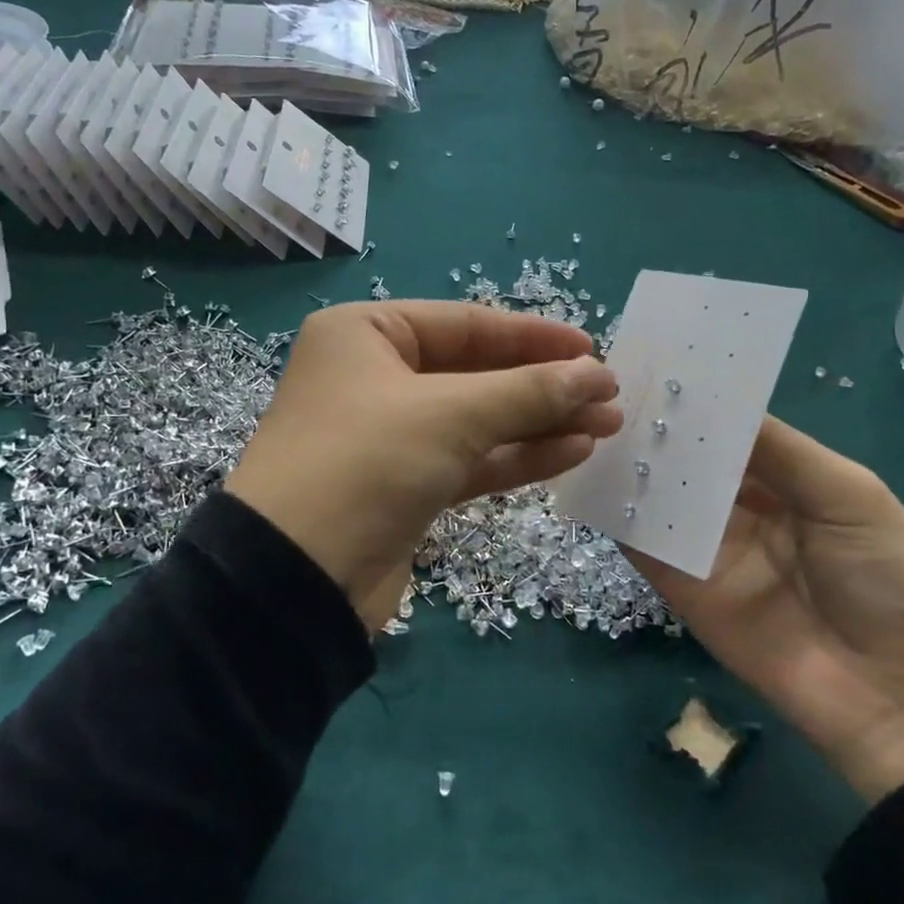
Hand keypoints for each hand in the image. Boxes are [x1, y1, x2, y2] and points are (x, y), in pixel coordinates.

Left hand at [226, 303, 621, 631]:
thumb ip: (528, 392)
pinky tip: (572, 453)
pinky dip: (517, 456)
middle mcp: (374, 376)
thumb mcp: (451, 416)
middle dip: (544, 385)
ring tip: (606, 424)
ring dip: (540, 422)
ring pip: (478, 419)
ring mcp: (389, 434)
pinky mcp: (404, 485)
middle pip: (476, 371)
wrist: (294, 579)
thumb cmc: (365, 463)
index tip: (593, 351)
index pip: (465, 323)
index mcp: (365, 335)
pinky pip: (469, 459)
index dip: (533, 337)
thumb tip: (596, 375)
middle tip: (609, 395)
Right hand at [626, 418, 903, 801]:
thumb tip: (717, 401)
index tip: (659, 362)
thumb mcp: (849, 496)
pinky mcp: (681, 585)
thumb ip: (781, 450)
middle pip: (690, 459)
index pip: (731, 430)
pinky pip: (644, 543)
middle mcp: (739, 507)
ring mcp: (705, 547)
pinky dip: (618, 514)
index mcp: (785, 479)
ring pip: (660, 495)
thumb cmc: (889, 580)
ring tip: (590, 420)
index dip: (701, 401)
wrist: (895, 696)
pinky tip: (590, 479)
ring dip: (632, 463)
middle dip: (658, 426)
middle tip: (609, 384)